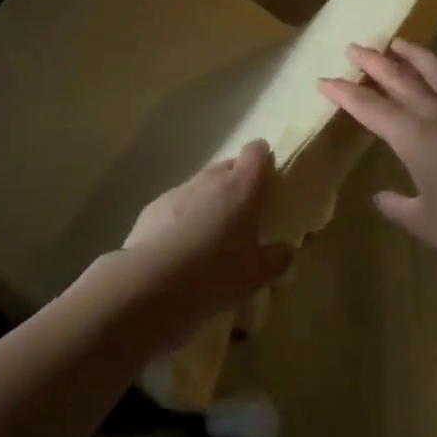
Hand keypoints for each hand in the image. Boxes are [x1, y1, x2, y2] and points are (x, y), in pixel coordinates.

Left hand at [119, 141, 293, 344]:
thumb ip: (276, 259)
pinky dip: (185, 216)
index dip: (264, 159)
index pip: (257, 152)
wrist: (150, 283)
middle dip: (238, 182)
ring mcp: (180, 190)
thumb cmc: (214, 274)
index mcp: (241, 187)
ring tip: (212, 234)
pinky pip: (178, 203)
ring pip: (202, 185)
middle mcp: (211, 179)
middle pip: (229, 166)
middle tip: (244, 213)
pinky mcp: (155, 206)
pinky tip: (182, 246)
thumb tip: (286, 250)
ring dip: (210, 200)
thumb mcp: (255, 276)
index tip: (269, 178)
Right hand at [320, 40, 436, 266]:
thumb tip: (381, 197)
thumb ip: (398, 207)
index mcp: (411, 137)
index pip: (369, 108)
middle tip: (354, 47)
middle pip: (399, 80)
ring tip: (400, 43)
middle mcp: (436, 115)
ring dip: (416, 56)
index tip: (324, 80)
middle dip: (373, 63)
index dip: (344, 93)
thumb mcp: (424, 222)